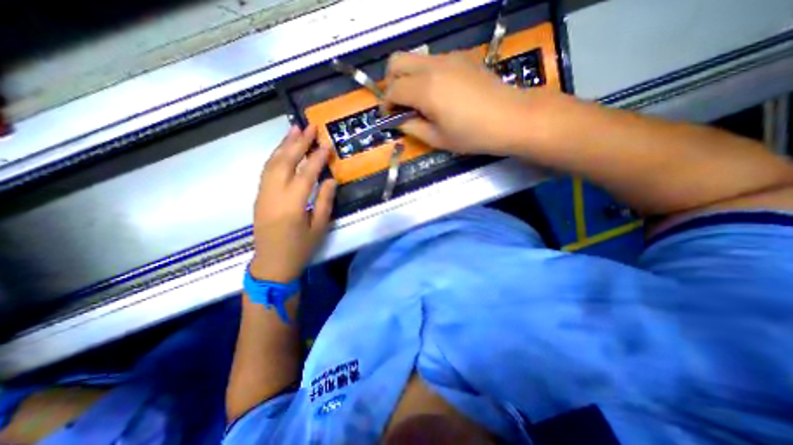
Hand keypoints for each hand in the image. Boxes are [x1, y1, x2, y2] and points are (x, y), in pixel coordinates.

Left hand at [246, 126, 332, 283]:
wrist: (272, 264)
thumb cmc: (300, 249)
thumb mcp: (319, 228)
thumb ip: (325, 202)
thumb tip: (331, 180)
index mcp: (292, 205)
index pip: (306, 174)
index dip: (317, 158)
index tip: (327, 145)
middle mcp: (274, 195)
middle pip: (285, 162)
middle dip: (297, 143)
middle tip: (309, 127)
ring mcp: (263, 194)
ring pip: (272, 163)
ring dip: (284, 145)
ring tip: (295, 130)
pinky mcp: (259, 196)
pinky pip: (266, 170)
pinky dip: (275, 156)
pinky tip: (284, 149)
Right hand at [383, 50, 539, 156]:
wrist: (511, 118)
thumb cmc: (472, 135)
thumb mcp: (437, 139)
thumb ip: (412, 128)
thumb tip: (399, 120)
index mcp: (425, 89)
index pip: (393, 90)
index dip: (386, 105)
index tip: (389, 117)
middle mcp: (433, 66)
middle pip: (397, 61)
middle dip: (390, 83)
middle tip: (399, 104)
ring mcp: (449, 58)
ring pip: (415, 59)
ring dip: (408, 78)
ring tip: (420, 102)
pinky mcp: (461, 58)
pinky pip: (432, 61)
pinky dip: (425, 75)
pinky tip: (439, 93)